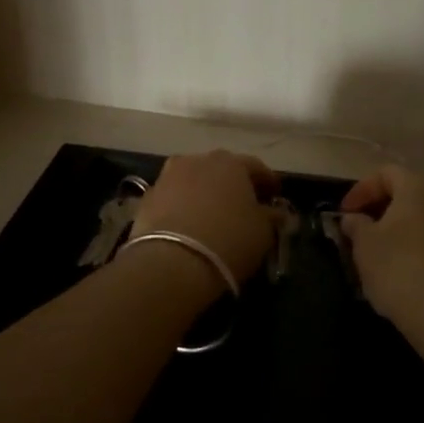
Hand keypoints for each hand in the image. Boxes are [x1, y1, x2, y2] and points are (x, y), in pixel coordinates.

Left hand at [132, 151, 280, 287]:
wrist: (170, 262)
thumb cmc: (227, 241)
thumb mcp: (263, 232)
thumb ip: (272, 217)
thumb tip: (276, 212)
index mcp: (231, 163)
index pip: (256, 167)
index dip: (268, 182)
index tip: (275, 196)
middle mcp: (199, 160)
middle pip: (222, 169)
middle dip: (234, 184)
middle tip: (243, 205)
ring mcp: (169, 175)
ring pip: (194, 180)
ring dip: (204, 192)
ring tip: (212, 215)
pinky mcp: (147, 196)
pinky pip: (174, 197)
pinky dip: (183, 206)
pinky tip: (188, 224)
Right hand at [340, 165, 423, 340]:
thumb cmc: (400, 270)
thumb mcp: (365, 246)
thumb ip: (356, 225)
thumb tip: (354, 219)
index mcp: (420, 184)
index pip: (385, 174)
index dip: (361, 191)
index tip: (344, 214)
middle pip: (410, 190)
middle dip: (384, 206)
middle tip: (363, 228)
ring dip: (405, 224)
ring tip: (385, 248)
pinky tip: (409, 264)